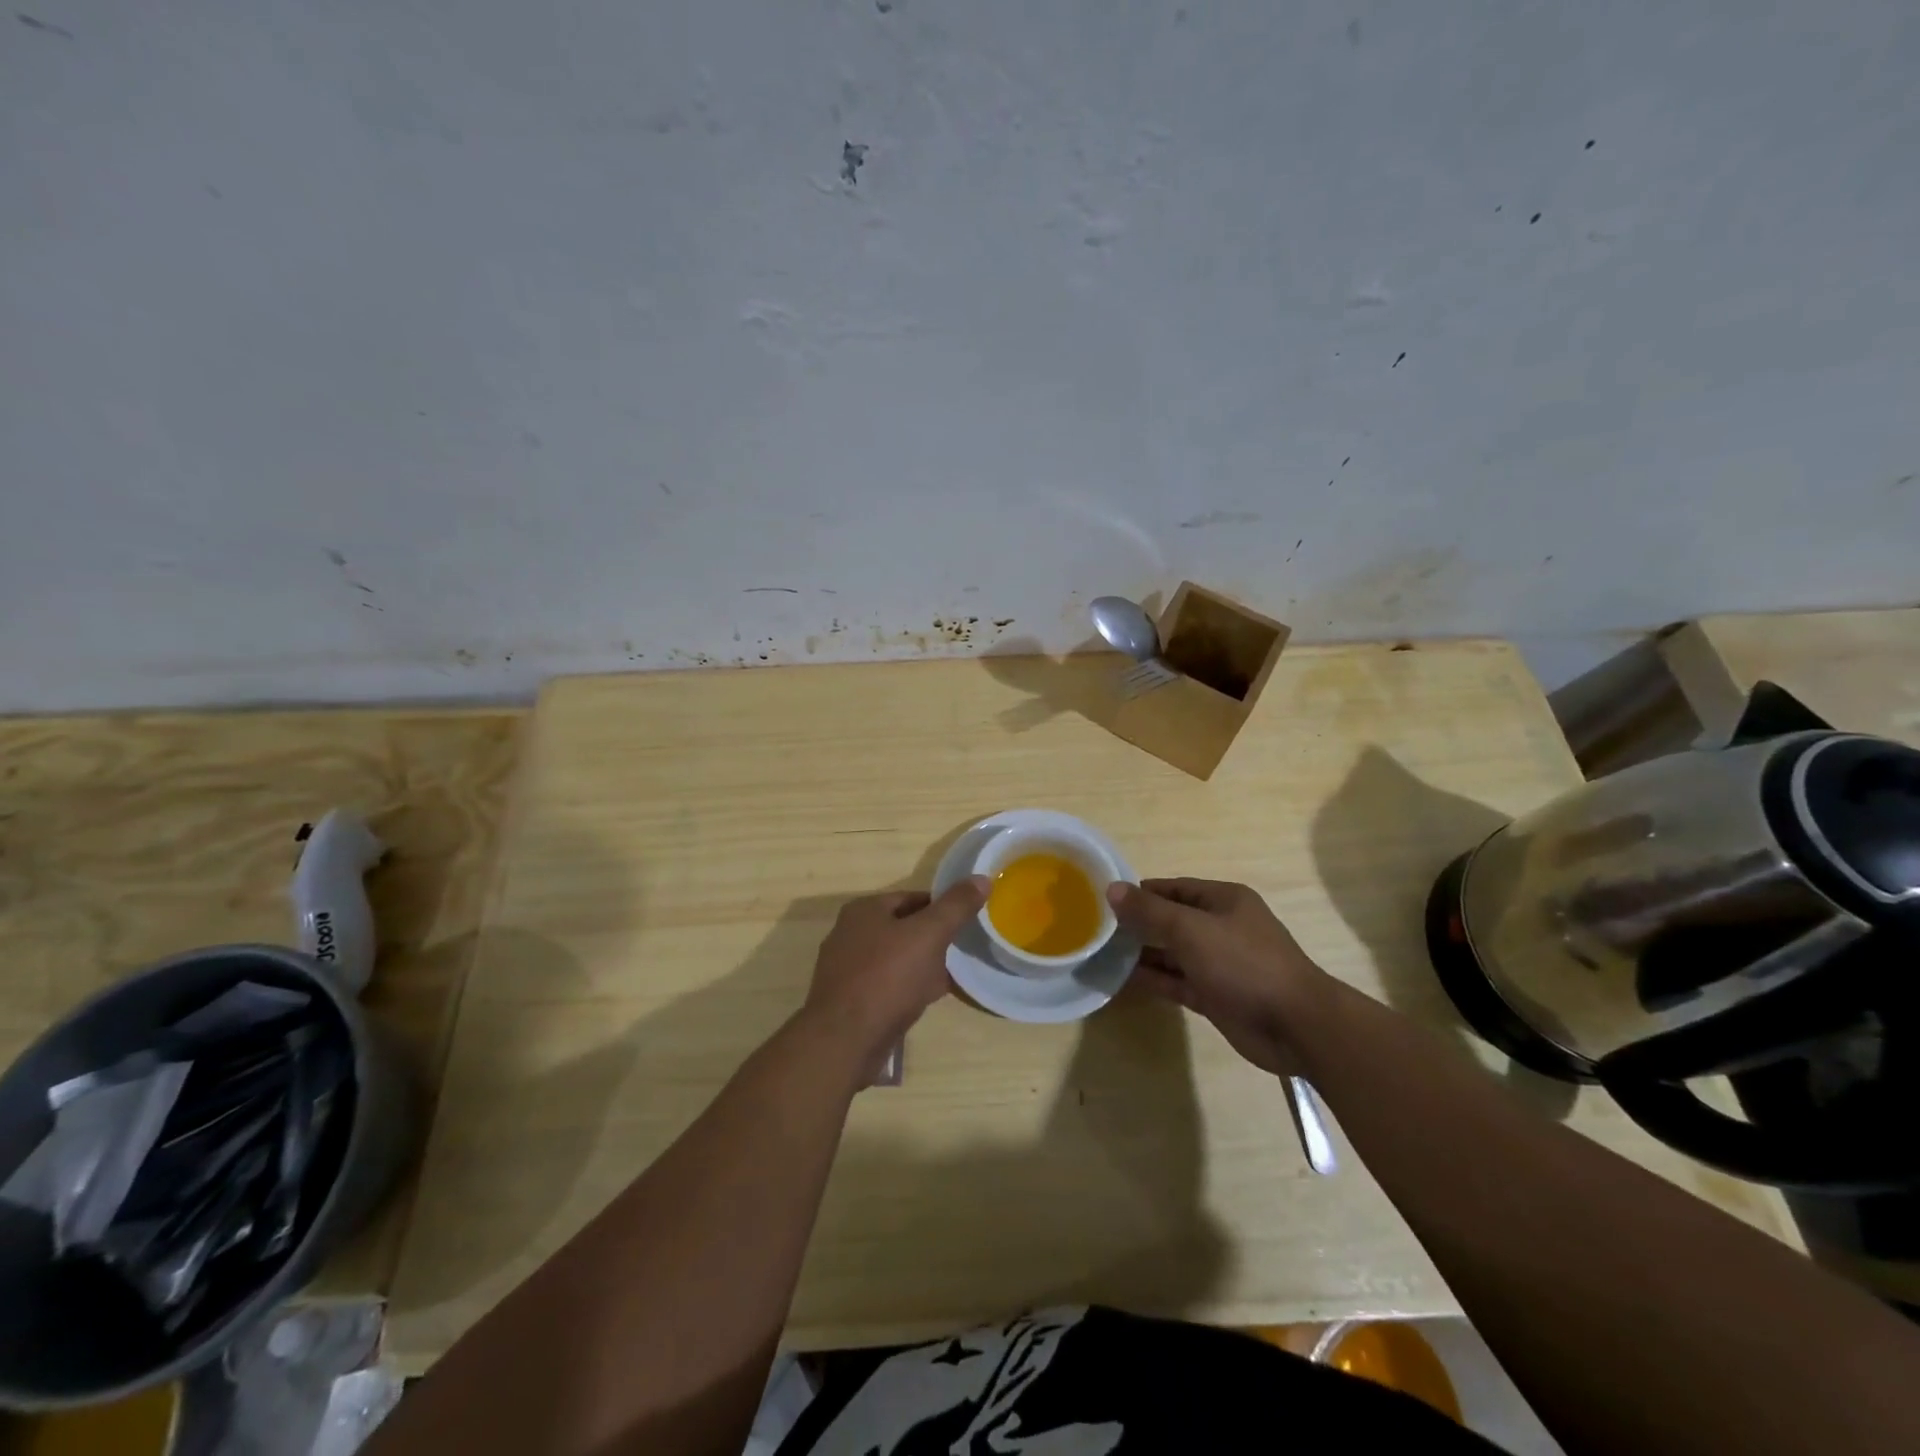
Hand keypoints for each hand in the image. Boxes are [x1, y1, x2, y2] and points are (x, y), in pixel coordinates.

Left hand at [804, 877, 988, 1061]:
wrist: (845, 1041)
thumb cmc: (887, 978)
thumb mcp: (929, 935)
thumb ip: (956, 906)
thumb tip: (982, 878)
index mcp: (864, 910)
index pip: (913, 898)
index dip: (943, 907)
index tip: (967, 922)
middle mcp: (849, 934)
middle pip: (903, 928)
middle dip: (933, 938)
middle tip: (962, 950)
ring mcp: (846, 969)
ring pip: (896, 958)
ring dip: (923, 965)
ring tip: (951, 976)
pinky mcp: (850, 1000)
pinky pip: (887, 985)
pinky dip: (908, 988)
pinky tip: (928, 1000)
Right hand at [1107, 878, 1332, 1075]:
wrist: (1296, 1025)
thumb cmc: (1244, 963)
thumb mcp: (1191, 930)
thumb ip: (1150, 911)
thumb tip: (1112, 889)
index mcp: (1224, 900)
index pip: (1174, 888)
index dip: (1141, 892)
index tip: (1106, 900)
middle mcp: (1221, 927)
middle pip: (1172, 920)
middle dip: (1138, 924)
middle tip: (1097, 929)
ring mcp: (1219, 964)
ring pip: (1173, 953)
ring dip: (1142, 954)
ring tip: (1102, 955)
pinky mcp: (1216, 996)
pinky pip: (1177, 982)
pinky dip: (1154, 980)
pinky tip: (1122, 980)